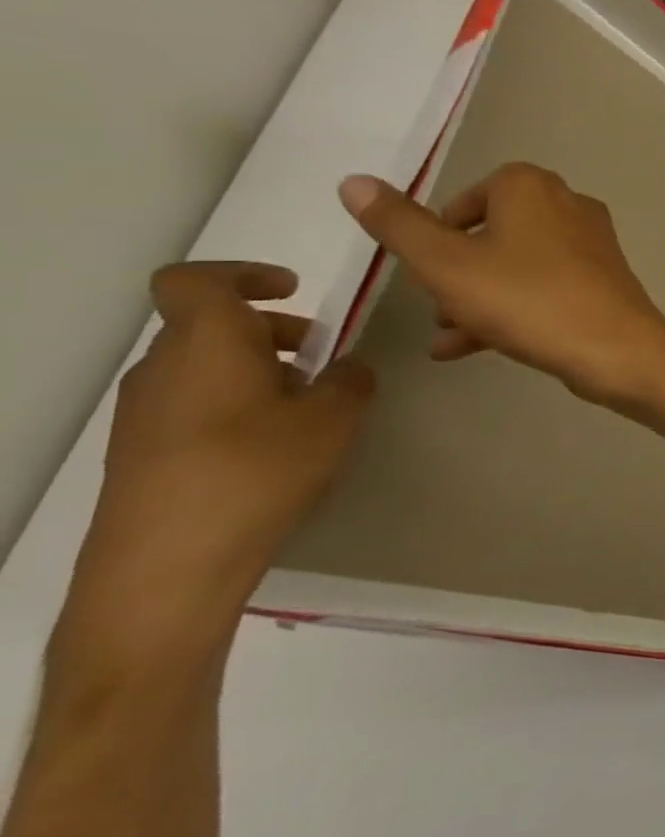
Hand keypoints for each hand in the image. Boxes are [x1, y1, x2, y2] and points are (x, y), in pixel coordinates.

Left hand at [56, 263, 375, 676]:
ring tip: (307, 405)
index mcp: (206, 342)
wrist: (169, 563)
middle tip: (322, 357)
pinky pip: (194, 402)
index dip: (243, 273)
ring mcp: (144, 412)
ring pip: (204, 365)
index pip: (195, 280)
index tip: (292, 289)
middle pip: (209, 325)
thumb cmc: (258, 469)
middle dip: (270, 330)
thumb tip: (345, 368)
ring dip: (256, 369)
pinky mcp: (141, 451)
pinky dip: (236, 402)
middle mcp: (164, 367)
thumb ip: (351, 380)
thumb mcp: (335, 418)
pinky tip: (274, 444)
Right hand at [337, 165, 664, 408]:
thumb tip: (354, 180)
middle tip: (436, 307)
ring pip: (515, 265)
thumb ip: (398, 225)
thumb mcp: (445, 264)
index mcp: (530, 186)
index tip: (424, 269)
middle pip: (491, 234)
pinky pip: (543, 287)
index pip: (466, 198)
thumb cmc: (527, 299)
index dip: (437, 235)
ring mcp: (590, 243)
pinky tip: (468, 349)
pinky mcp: (602, 279)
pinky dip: (509, 310)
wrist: (616, 348)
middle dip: (456, 273)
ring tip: (446, 337)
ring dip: (476, 298)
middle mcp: (567, 204)